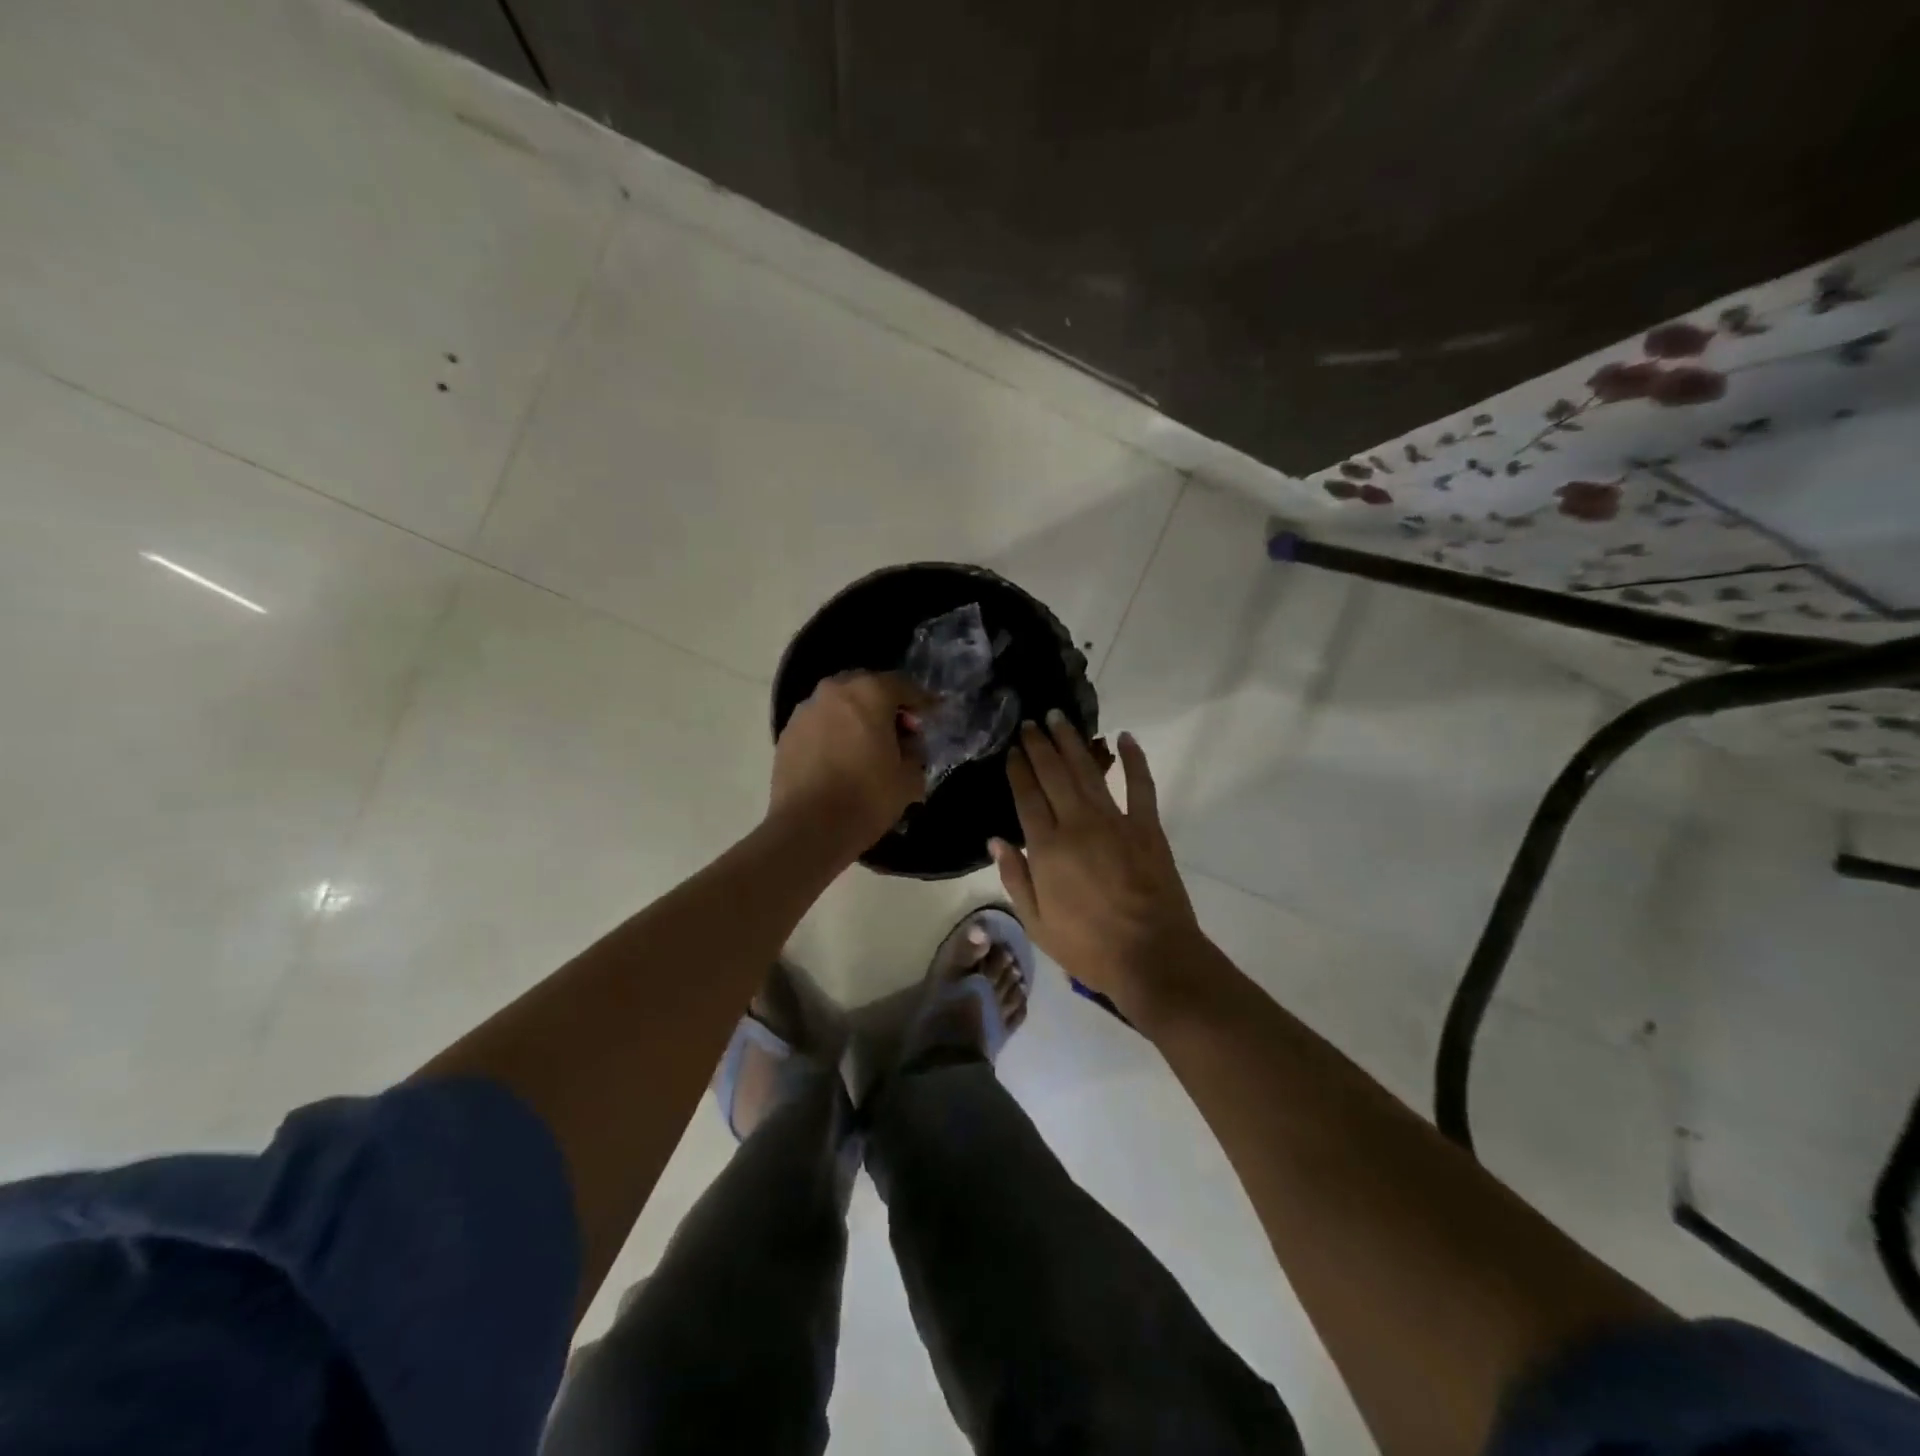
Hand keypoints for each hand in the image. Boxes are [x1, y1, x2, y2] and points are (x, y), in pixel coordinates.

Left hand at [770, 672, 930, 851]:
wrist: (807, 829)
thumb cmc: (866, 798)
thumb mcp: (909, 778)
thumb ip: (915, 751)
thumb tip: (907, 744)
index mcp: (869, 693)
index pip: (903, 685)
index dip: (921, 701)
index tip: (931, 717)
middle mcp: (834, 691)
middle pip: (867, 688)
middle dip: (886, 705)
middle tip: (899, 731)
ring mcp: (805, 711)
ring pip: (840, 705)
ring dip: (857, 718)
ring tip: (868, 747)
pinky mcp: (787, 734)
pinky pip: (820, 724)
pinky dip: (834, 733)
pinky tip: (841, 759)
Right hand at [992, 713, 1208, 1022]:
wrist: (1152, 958)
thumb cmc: (1088, 947)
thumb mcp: (1036, 923)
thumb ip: (1015, 878)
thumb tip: (995, 840)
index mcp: (1047, 849)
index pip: (1027, 797)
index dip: (1019, 769)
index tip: (1013, 749)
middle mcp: (1078, 825)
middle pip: (1054, 775)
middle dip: (1040, 746)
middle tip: (1031, 722)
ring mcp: (1116, 822)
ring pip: (1089, 772)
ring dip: (1072, 743)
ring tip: (1059, 719)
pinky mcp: (1147, 827)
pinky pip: (1140, 785)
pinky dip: (1134, 760)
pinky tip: (1125, 738)